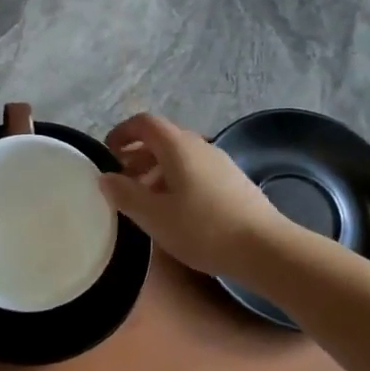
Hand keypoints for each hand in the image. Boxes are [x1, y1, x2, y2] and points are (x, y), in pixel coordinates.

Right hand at [99, 112, 285, 276]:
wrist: (264, 248)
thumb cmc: (203, 229)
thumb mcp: (154, 216)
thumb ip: (126, 194)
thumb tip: (105, 177)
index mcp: (178, 146)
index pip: (145, 123)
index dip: (123, 132)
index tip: (108, 152)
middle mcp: (200, 145)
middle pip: (163, 138)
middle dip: (138, 154)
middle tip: (122, 180)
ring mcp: (220, 162)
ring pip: (180, 156)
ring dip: (157, 170)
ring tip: (145, 199)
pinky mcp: (233, 182)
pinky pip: (196, 170)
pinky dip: (176, 180)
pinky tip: (175, 210)